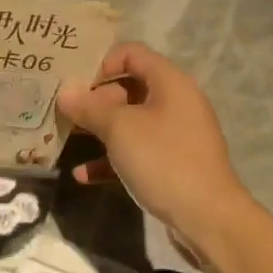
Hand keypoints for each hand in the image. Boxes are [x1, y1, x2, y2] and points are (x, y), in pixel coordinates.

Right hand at [56, 42, 252, 241]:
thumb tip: (65, 92)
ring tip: (67, 139)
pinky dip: (111, 159)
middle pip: (128, 88)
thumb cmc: (163, 160)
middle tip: (65, 113)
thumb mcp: (120, 128)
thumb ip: (89, 107)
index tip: (76, 85)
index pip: (131, 53)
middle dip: (94, 100)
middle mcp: (175, 103)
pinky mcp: (172, 165)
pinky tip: (83, 175)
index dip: (101, 63)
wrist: (207, 218)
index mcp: (170, 83)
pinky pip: (136, 152)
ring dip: (98, 130)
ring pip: (130, 122)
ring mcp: (175, 136)